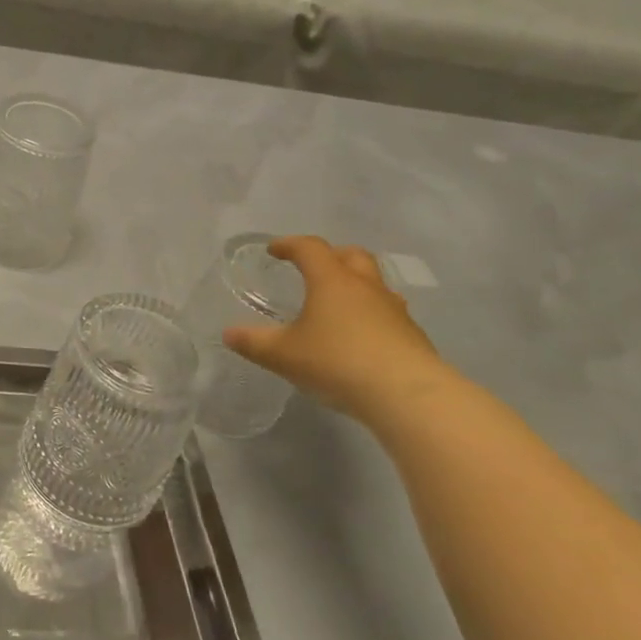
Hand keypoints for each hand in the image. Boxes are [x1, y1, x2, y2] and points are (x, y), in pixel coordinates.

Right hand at [223, 235, 451, 422]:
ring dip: (355, 284)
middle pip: (351, 255)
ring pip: (374, 283)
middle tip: (312, 268)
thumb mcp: (283, 355)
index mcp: (332, 281)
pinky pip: (387, 312)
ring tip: (337, 304)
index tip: (273, 250)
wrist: (406, 395)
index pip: (310, 248)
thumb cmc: (337, 362)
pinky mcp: (412, 335)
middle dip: (330, 255)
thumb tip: (229, 334)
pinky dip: (370, 314)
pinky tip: (359, 338)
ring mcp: (394, 310)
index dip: (289, 245)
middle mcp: (365, 287)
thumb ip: (253, 343)